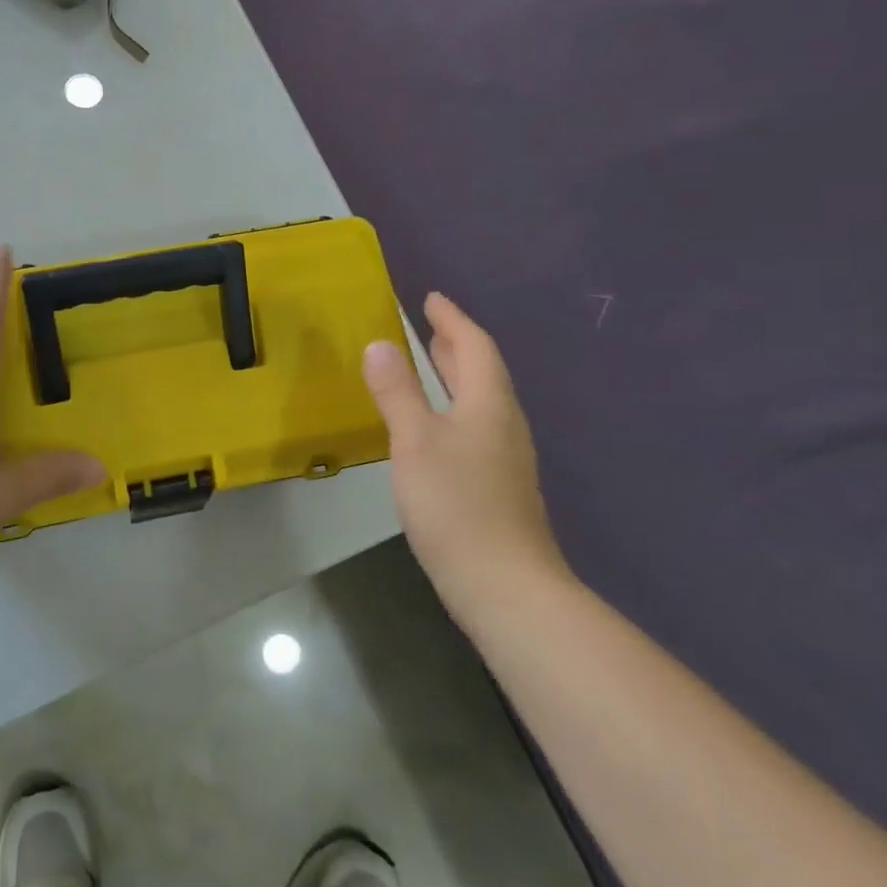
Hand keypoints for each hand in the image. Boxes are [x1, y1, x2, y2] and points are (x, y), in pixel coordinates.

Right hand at [362, 293, 568, 624]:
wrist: (506, 587)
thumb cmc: (456, 504)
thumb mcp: (415, 441)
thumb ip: (397, 391)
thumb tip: (380, 343)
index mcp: (489, 404)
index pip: (475, 347)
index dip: (452, 320)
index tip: (432, 299)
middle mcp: (504, 424)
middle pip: (483, 372)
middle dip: (456, 345)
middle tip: (431, 327)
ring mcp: (506, 458)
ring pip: (481, 401)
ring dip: (457, 376)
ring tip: (432, 366)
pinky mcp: (499, 486)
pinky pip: (477, 426)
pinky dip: (456, 407)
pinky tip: (437, 427)